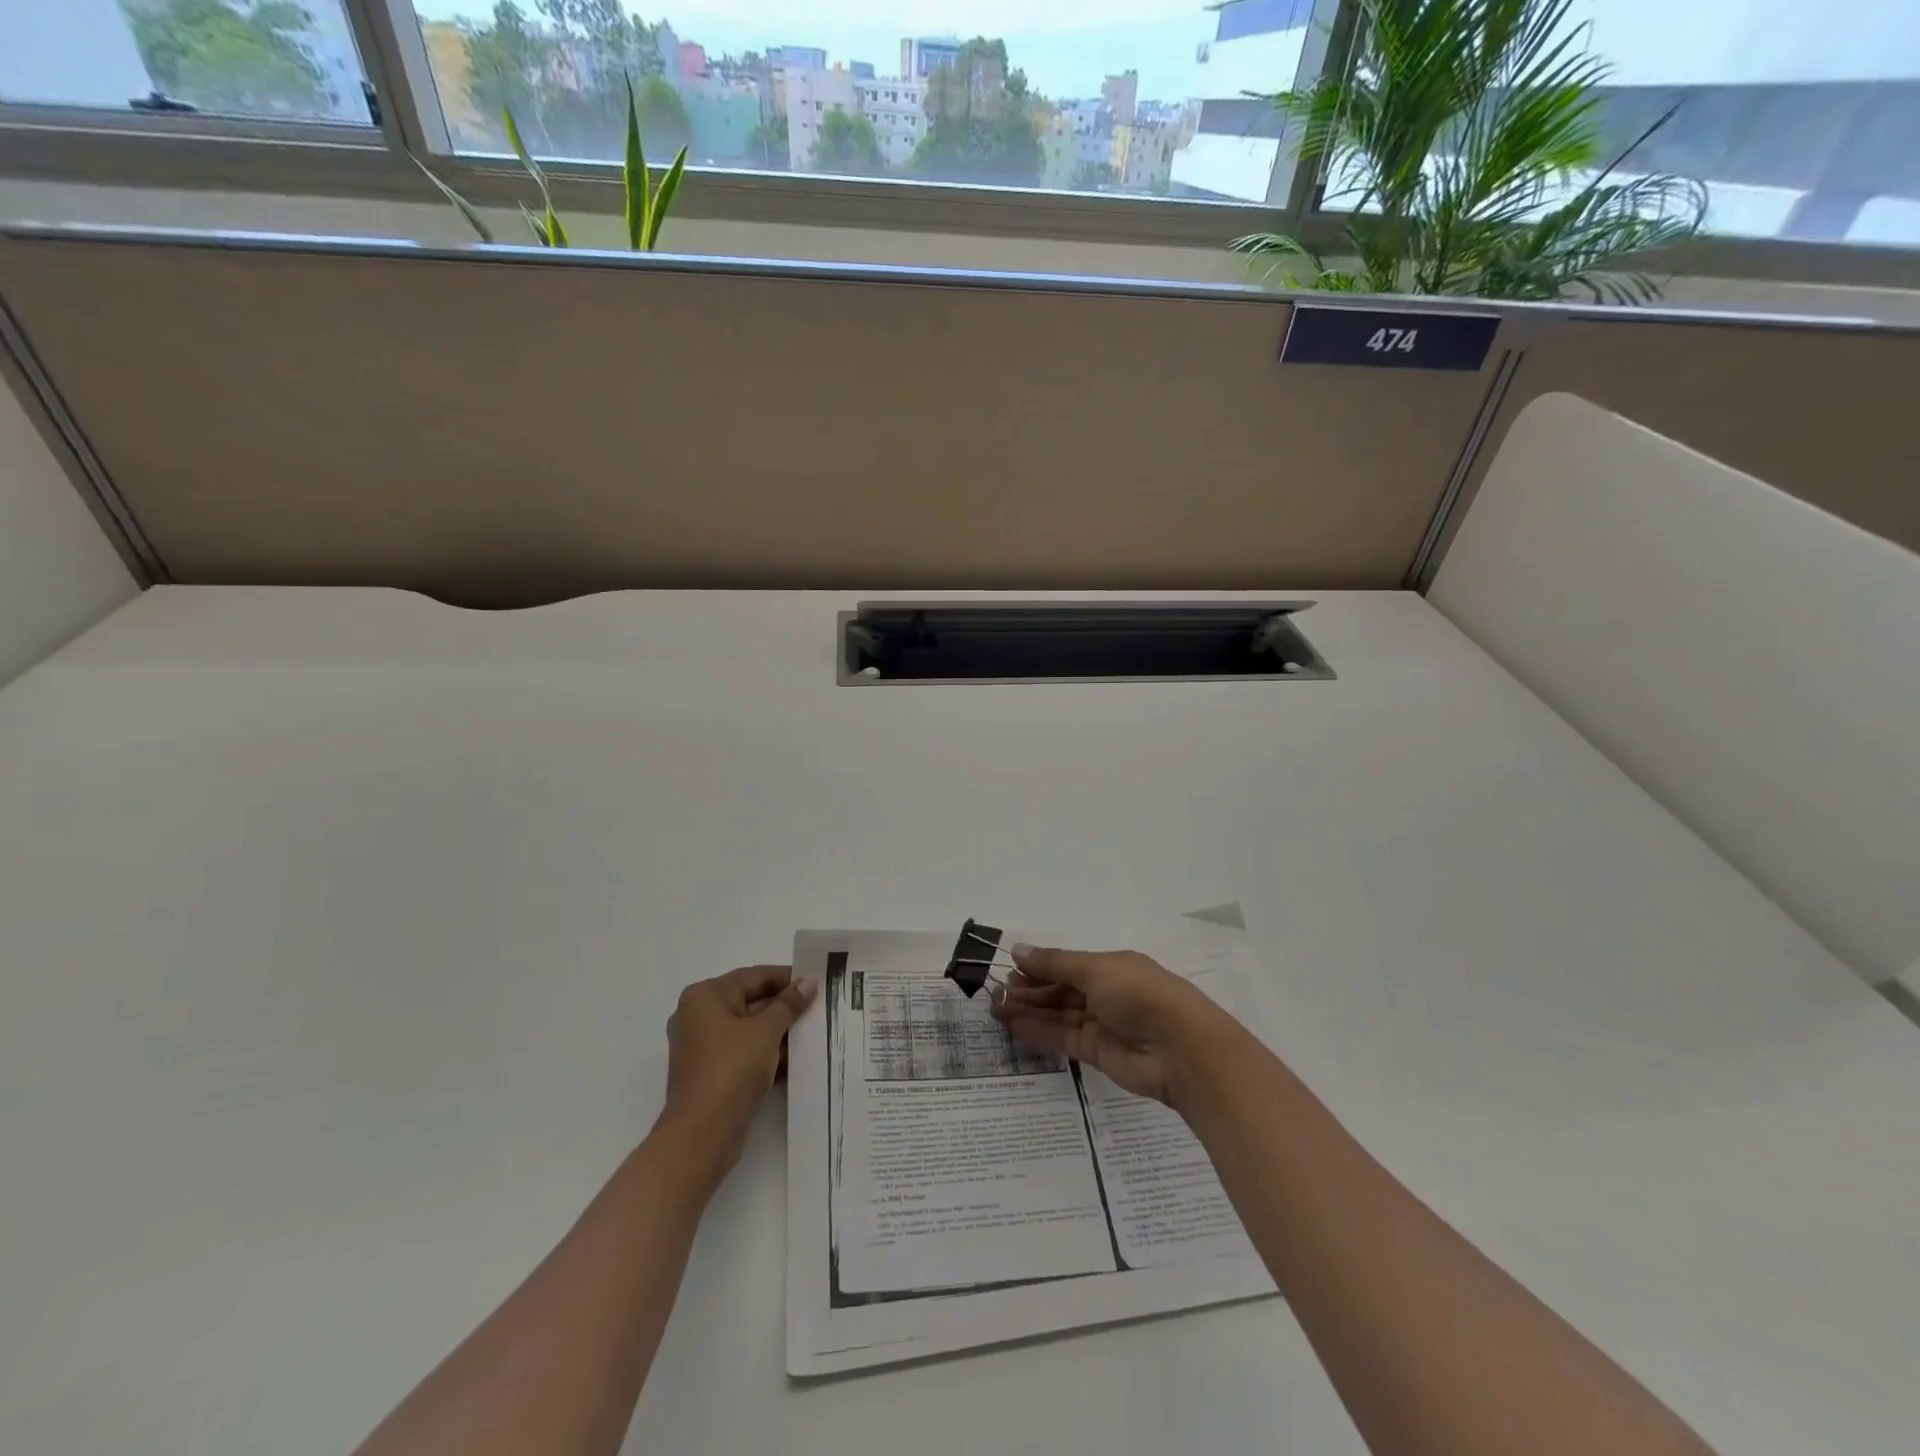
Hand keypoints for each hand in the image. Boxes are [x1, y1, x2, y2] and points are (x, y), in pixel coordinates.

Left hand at [661, 965, 817, 1182]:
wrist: (702, 1134)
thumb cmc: (732, 1069)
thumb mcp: (766, 1030)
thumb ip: (789, 1003)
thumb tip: (808, 982)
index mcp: (705, 996)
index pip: (754, 976)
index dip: (788, 978)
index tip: (817, 981)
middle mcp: (699, 1016)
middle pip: (751, 1001)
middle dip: (785, 1007)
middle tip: (821, 1006)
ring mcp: (703, 1046)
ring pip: (749, 1029)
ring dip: (779, 1031)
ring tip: (816, 1031)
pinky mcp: (711, 1072)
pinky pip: (744, 1051)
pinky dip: (767, 1052)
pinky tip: (797, 1057)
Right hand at [991, 944, 1237, 1106]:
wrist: (1181, 1050)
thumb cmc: (1139, 994)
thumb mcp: (1095, 969)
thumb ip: (1054, 964)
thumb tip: (1018, 949)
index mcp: (1111, 966)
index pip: (1067, 964)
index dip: (1039, 966)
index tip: (1008, 968)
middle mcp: (1106, 992)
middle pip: (1061, 989)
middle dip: (1030, 989)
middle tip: (996, 992)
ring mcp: (1102, 1024)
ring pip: (1058, 1014)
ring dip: (1029, 1010)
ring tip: (996, 1009)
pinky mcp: (1097, 1053)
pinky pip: (1062, 1038)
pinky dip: (1038, 1031)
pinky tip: (1013, 1026)